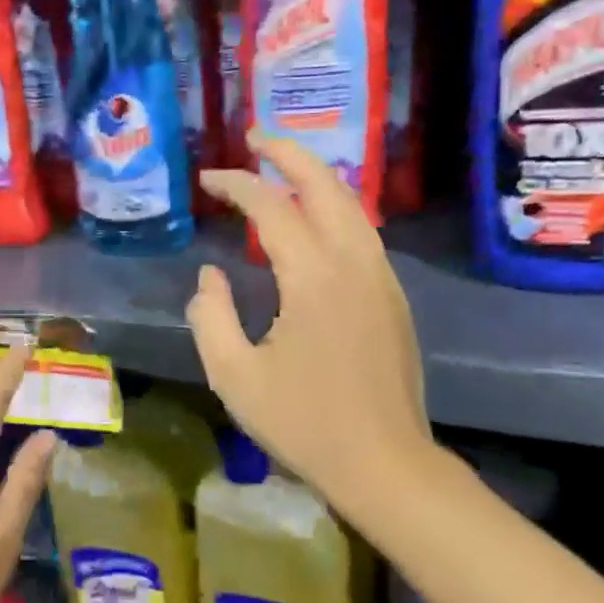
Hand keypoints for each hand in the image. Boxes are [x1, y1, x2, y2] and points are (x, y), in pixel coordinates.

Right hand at [189, 136, 441, 528]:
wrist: (385, 464)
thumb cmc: (303, 424)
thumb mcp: (234, 376)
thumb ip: (210, 316)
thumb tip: (210, 277)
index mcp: (313, 278)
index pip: (272, 208)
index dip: (238, 185)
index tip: (209, 179)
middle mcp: (355, 264)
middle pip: (326, 186)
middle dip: (289, 154)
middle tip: (256, 138)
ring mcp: (382, 279)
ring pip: (353, 207)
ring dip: (317, 178)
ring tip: (284, 168)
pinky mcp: (393, 299)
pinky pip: (363, 234)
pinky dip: (335, 210)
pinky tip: (315, 223)